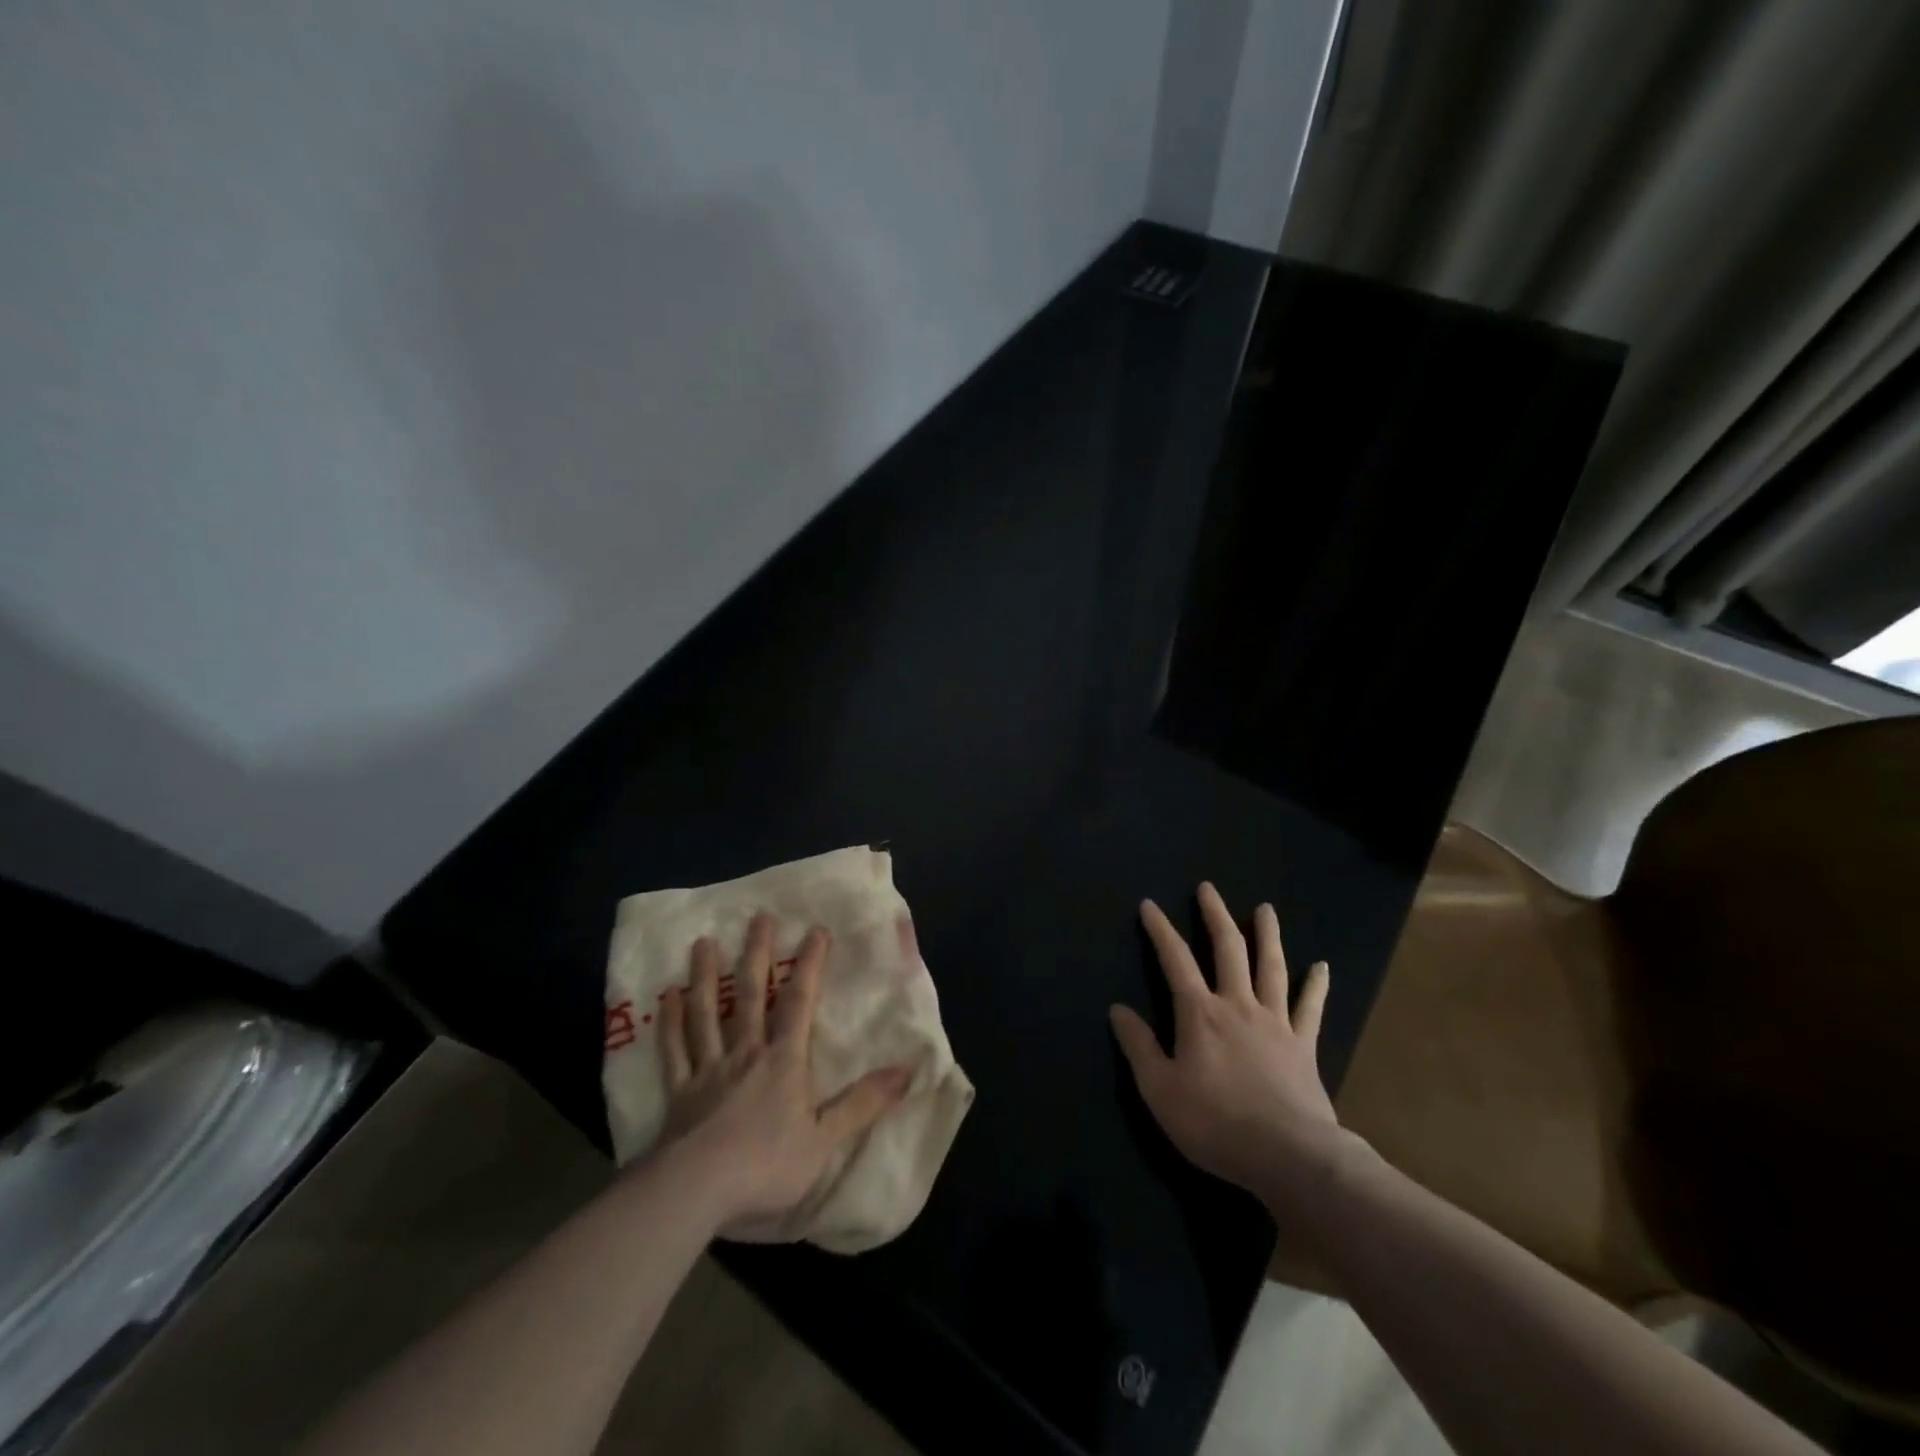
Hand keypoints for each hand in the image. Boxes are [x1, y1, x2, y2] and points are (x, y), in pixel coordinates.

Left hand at [654, 914, 908, 1236]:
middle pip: (750, 994)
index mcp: (783, 1061)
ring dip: (705, 976)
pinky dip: (670, 1023)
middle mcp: (745, 1053)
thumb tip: (907, 1070)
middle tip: (759, 916)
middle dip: (757, 954)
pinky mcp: (678, 1092)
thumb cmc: (767, 1166)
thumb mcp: (826, 1140)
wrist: (697, 1192)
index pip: (799, 1002)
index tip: (816, 930)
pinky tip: (667, 997)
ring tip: (704, 942)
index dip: (809, 965)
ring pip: (706, 1013)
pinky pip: (673, 1050)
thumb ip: (864, 1103)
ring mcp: (708, 1069)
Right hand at [1110, 883, 1345, 1210]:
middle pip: (1228, 949)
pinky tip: (1322, 966)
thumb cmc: (1216, 1123)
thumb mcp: (1160, 1090)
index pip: (1176, 960)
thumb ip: (1139, 1047)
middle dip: (1215, 915)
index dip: (1161, 930)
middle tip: (1208, 888)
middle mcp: (1237, 1005)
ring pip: (1271, 967)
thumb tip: (1118, 1009)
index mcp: (1200, 1014)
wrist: (1288, 1156)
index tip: (1150, 905)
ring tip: (1265, 909)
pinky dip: (1316, 985)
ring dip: (1267, 935)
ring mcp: (1276, 1022)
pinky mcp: (1304, 1045)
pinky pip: (1311, 1008)